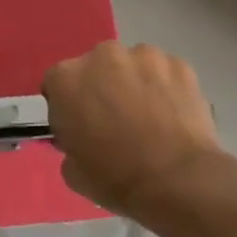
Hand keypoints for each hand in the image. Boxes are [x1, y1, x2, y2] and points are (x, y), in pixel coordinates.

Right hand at [42, 41, 221, 217]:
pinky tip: (173, 116)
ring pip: (133, 66)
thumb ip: (70, 142)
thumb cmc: (115, 178)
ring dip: (135, 83)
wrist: (177, 180)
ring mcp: (144, 56)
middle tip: (115, 120)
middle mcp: (102, 55)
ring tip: (150, 117)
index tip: (79, 126)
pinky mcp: (179, 64)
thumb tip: (83, 136)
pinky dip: (166, 88)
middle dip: (102, 87)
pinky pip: (165, 73)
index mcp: (66, 78)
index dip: (67, 106)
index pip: (57, 84)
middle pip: (96, 67)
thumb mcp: (72, 170)